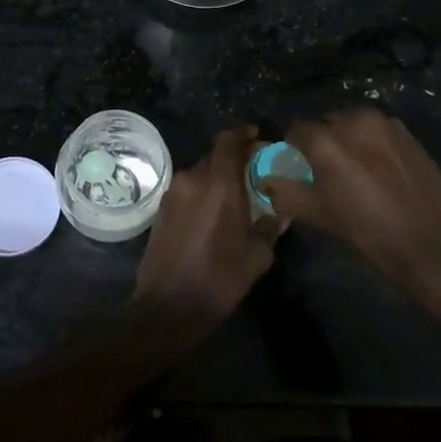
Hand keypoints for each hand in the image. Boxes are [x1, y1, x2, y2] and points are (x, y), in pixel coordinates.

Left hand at [133, 126, 280, 327]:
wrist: (168, 307)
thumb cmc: (218, 279)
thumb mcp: (257, 255)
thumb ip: (270, 225)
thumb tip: (279, 211)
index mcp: (218, 184)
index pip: (228, 140)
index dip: (244, 134)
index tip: (258, 137)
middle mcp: (192, 179)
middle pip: (215, 155)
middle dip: (234, 158)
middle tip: (254, 172)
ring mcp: (173, 193)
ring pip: (200, 172)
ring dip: (217, 176)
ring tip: (236, 195)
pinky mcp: (161, 209)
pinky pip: (188, 189)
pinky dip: (203, 191)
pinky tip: (214, 212)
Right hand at [260, 107, 440, 291]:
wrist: (435, 242)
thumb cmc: (371, 233)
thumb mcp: (320, 216)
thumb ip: (287, 194)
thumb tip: (266, 181)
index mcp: (326, 139)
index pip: (295, 130)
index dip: (292, 149)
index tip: (297, 168)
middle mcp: (353, 119)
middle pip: (324, 123)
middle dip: (320, 141)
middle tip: (325, 172)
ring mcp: (384, 122)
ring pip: (351, 123)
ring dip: (346, 139)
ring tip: (355, 171)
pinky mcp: (406, 131)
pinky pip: (375, 130)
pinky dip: (369, 142)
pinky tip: (379, 170)